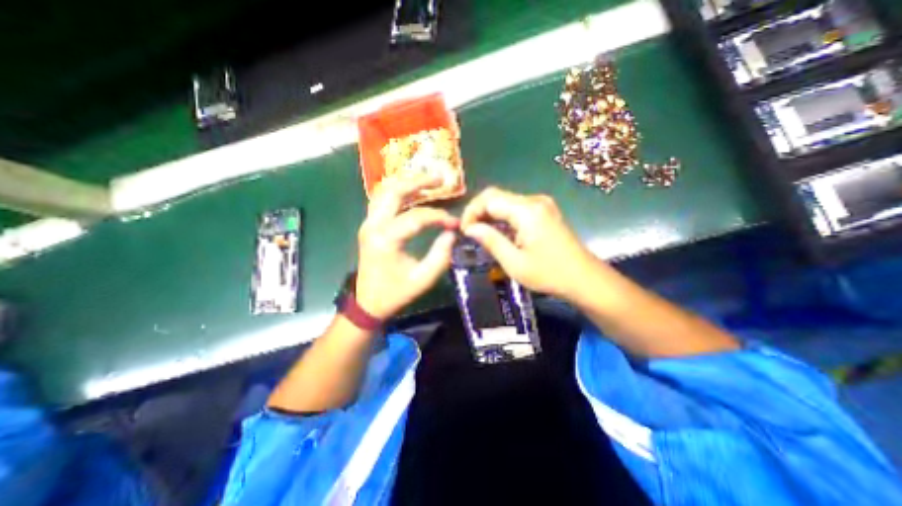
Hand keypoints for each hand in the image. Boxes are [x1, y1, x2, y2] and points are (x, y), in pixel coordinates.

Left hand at [357, 177, 461, 316]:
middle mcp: (373, 226)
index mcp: (386, 240)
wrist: (367, 303)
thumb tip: (451, 234)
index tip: (455, 223)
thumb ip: (440, 256)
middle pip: (394, 192)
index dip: (439, 216)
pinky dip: (399, 192)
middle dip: (419, 181)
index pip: (416, 217)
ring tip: (429, 181)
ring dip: (407, 183)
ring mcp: (368, 223)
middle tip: (440, 178)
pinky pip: (382, 200)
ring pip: (385, 191)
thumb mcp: (423, 280)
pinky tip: (413, 192)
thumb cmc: (395, 293)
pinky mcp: (369, 225)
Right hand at [461, 188, 600, 299]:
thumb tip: (469, 228)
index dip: (471, 212)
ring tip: (480, 234)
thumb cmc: (549, 274)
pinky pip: (515, 207)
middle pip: (496, 196)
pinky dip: (502, 217)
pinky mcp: (544, 211)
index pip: (489, 199)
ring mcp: (541, 204)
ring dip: (489, 214)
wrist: (584, 278)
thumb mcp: (514, 262)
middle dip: (478, 211)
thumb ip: (490, 240)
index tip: (464, 231)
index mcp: (527, 210)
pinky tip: (498, 232)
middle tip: (469, 232)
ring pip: (505, 201)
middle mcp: (534, 201)